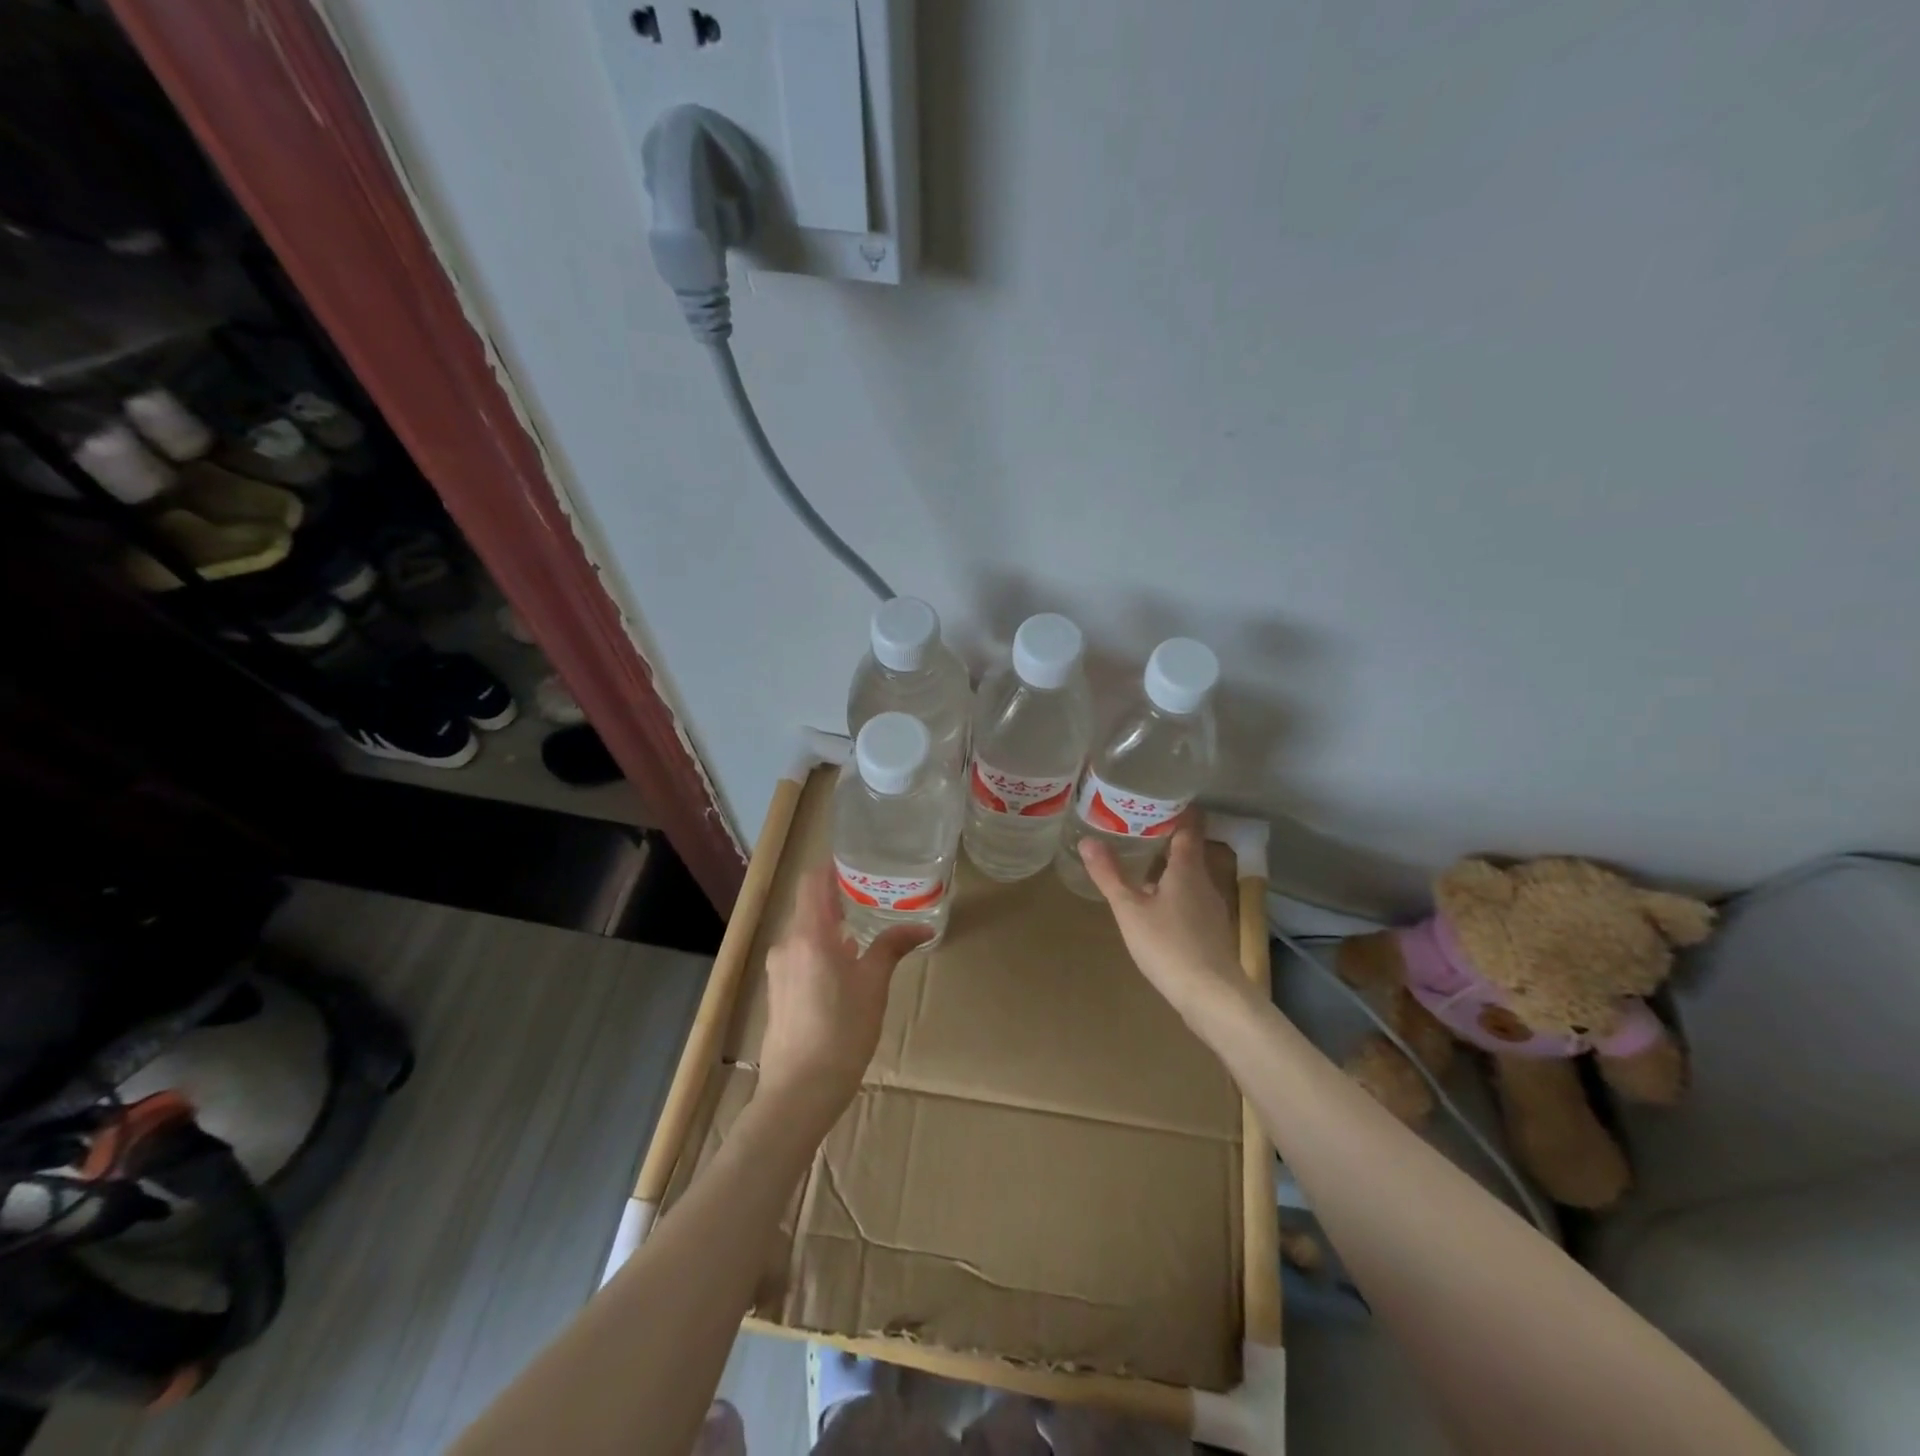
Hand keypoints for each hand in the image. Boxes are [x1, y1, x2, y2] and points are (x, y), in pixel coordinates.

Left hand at [757, 864, 929, 1121]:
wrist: (799, 1091)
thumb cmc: (842, 1031)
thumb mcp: (874, 985)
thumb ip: (892, 947)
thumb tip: (923, 928)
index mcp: (809, 934)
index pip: (812, 881)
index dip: (831, 866)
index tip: (858, 860)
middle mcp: (787, 944)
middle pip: (809, 906)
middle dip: (838, 897)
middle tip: (873, 894)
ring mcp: (778, 969)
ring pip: (805, 932)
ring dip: (831, 926)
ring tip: (864, 929)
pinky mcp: (778, 991)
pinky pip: (800, 954)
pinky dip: (821, 948)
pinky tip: (845, 965)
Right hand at [1080, 818, 1246, 1019]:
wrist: (1211, 996)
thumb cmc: (1168, 945)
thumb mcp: (1130, 909)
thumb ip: (1109, 875)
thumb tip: (1087, 840)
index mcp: (1187, 868)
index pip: (1188, 827)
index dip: (1177, 810)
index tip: (1158, 798)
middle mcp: (1204, 881)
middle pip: (1189, 851)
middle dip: (1166, 837)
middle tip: (1136, 827)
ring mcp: (1211, 907)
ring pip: (1189, 876)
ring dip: (1169, 866)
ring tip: (1141, 861)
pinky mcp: (1211, 930)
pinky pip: (1191, 897)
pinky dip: (1174, 890)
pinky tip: (1156, 903)